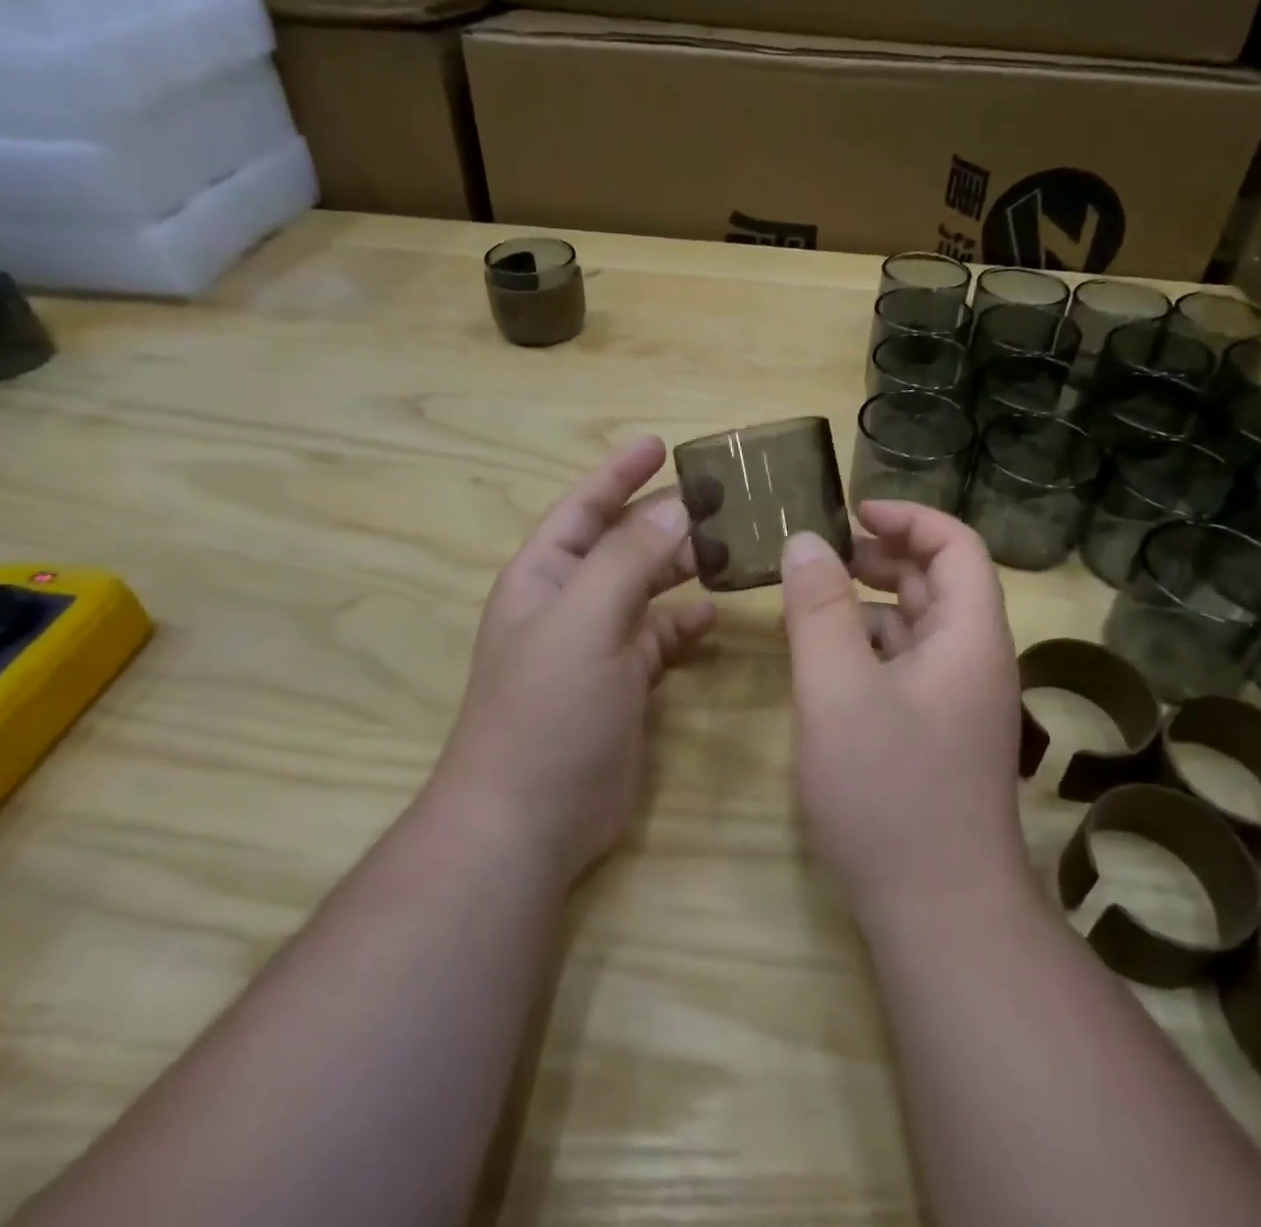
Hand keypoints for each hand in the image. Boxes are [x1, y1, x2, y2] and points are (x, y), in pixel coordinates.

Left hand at [435, 437, 717, 878]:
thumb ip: (628, 559)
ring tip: (731, 547)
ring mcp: (598, 644)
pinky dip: (684, 622)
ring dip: (681, 566)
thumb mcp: (584, 620)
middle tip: (721, 499)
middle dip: (664, 519)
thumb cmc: (547, 708)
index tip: (661, 444)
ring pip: (646, 588)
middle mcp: (569, 602)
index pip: (584, 507)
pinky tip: (713, 612)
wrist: (530, 818)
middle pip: (622, 544)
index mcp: (544, 576)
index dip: (618, 473)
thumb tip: (676, 507)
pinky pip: (660, 637)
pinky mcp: (625, 683)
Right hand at [780, 502, 1028, 915]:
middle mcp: (973, 661)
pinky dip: (866, 647)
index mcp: (969, 637)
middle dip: (881, 557)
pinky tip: (824, 661)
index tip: (852, 511)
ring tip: (810, 600)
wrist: (940, 915)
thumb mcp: (838, 691)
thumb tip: (805, 540)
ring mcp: (956, 702)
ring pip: (916, 627)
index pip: (956, 546)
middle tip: (821, 553)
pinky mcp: (935, 734)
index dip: (909, 517)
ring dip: (868, 603)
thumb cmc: (891, 793)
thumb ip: (819, 610)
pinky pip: (903, 667)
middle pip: (936, 582)